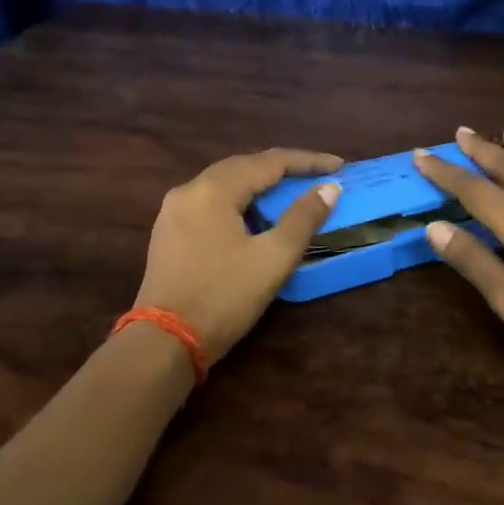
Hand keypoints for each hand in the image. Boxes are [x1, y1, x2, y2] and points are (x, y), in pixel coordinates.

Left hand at [134, 148, 343, 362]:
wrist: (164, 342)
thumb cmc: (223, 297)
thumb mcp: (273, 258)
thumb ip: (303, 218)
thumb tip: (329, 188)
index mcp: (212, 190)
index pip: (268, 162)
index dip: (307, 162)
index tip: (339, 167)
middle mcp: (188, 190)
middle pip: (243, 166)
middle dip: (283, 169)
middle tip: (317, 177)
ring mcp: (173, 212)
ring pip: (224, 185)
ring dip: (260, 185)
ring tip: (291, 193)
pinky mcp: (169, 234)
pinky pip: (210, 204)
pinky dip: (239, 202)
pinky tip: (255, 217)